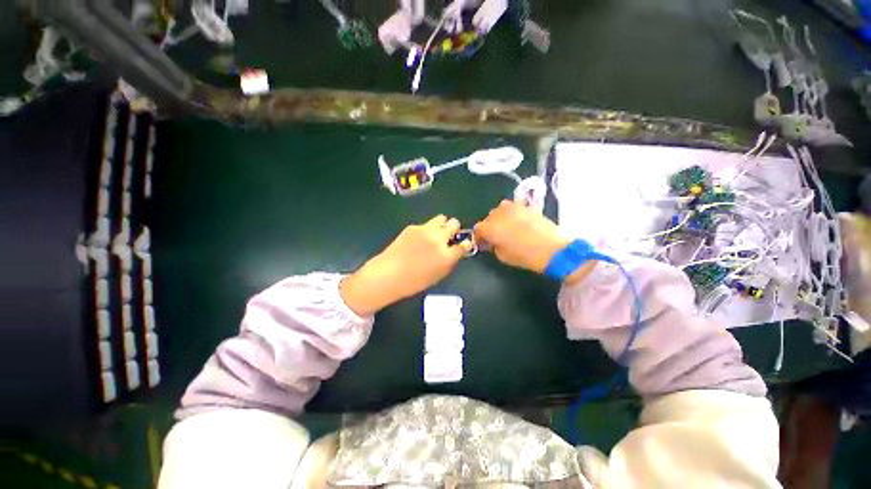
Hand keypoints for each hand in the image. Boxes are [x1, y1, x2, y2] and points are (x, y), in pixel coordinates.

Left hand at [340, 215, 470, 315]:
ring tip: (435, 234)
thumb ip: (450, 261)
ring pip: (441, 218)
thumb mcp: (438, 276)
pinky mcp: (413, 227)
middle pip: (454, 223)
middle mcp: (438, 239)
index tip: (461, 245)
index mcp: (446, 255)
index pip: (464, 244)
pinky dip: (426, 230)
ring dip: (442, 225)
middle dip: (453, 229)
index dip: (464, 244)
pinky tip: (417, 240)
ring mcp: (425, 230)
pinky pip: (425, 224)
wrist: (388, 275)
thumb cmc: (413, 282)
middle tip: (447, 237)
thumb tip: (455, 251)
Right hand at [474, 201, 595, 283]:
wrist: (552, 249)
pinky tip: (517, 221)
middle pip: (488, 218)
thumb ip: (494, 246)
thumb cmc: (524, 256)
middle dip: (490, 226)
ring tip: (507, 226)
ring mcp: (513, 208)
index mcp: (490, 228)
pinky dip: (511, 213)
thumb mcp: (503, 256)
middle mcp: (499, 214)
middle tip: (496, 236)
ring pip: (500, 209)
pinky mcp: (526, 206)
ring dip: (500, 217)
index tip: (484, 243)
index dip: (479, 236)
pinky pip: (513, 207)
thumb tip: (493, 241)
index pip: (478, 229)